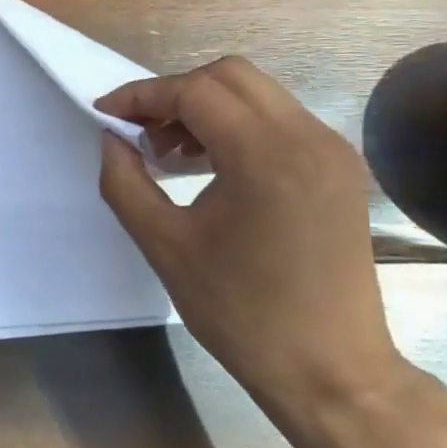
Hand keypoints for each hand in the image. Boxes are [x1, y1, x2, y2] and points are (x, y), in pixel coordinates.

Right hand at [95, 57, 407, 425]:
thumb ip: (125, 182)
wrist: (330, 371)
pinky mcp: (340, 169)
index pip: (195, 91)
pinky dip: (237, 126)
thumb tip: (111, 139)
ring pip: (258, 94)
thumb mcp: (164, 246)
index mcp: (266, 157)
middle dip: (175, 93)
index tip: (106, 114)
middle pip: (230, 76)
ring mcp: (332, 151)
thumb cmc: (241, 312)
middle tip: (140, 131)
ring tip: (170, 153)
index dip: (142, 95)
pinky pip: (281, 121)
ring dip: (206, 107)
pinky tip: (211, 166)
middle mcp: (309, 138)